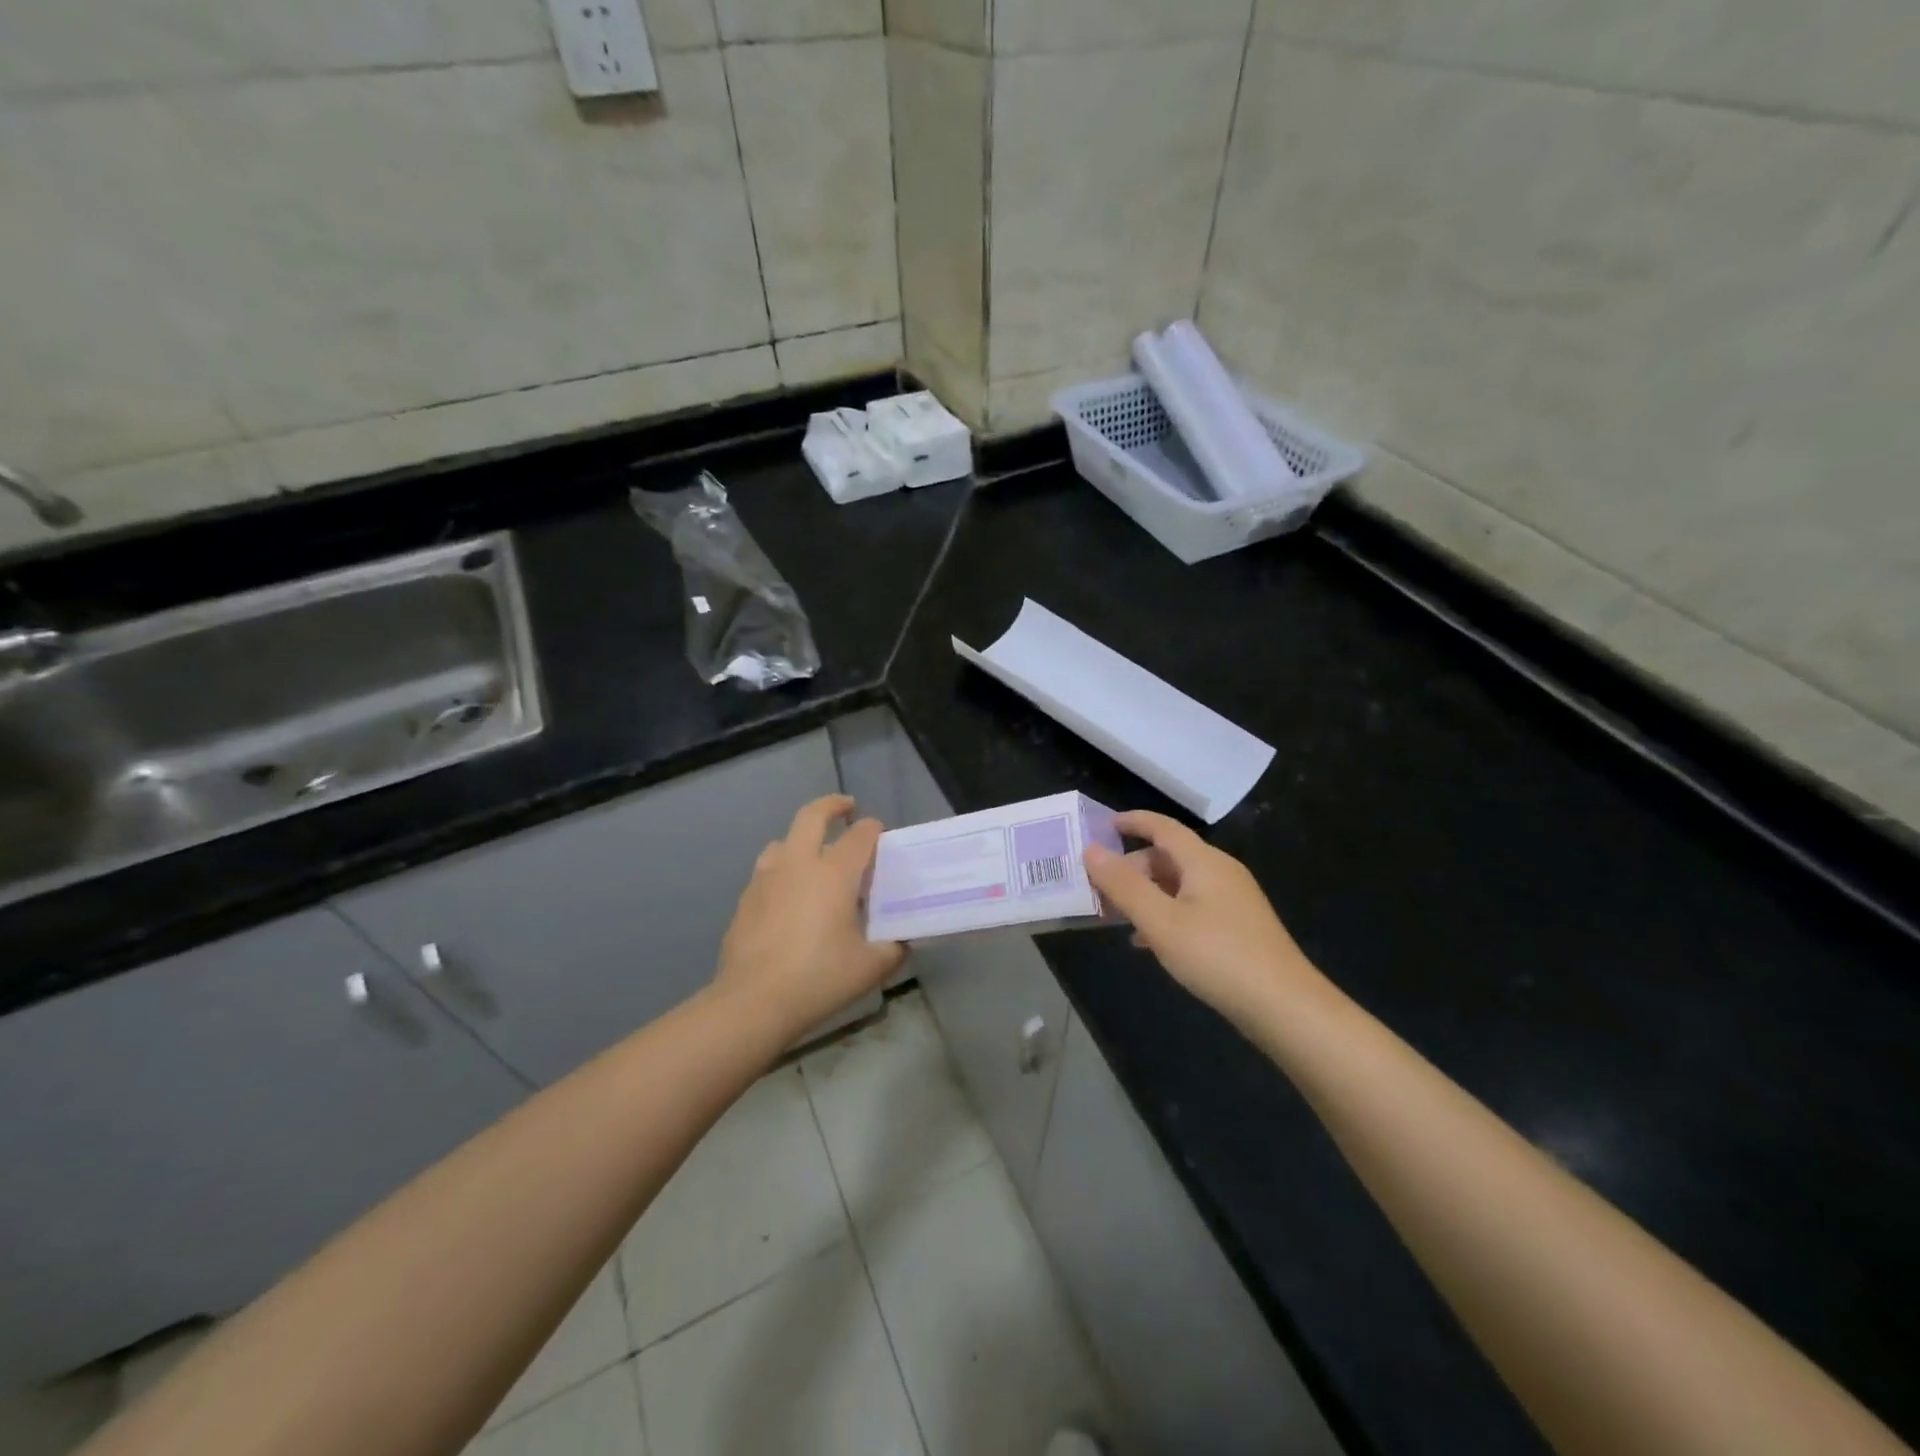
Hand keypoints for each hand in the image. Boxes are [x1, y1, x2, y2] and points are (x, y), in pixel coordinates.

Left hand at [713, 794, 905, 1043]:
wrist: (753, 1002)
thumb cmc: (818, 978)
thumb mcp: (870, 967)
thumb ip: (893, 948)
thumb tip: (901, 940)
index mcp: (833, 873)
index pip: (860, 835)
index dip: (873, 829)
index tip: (880, 835)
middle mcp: (798, 864)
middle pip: (812, 816)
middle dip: (832, 805)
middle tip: (846, 808)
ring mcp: (766, 879)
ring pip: (782, 841)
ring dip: (800, 839)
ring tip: (812, 857)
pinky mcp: (745, 900)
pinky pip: (766, 872)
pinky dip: (781, 872)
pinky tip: (787, 898)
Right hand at [1085, 810, 1322, 1029]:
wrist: (1285, 1007)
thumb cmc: (1218, 956)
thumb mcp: (1161, 922)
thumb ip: (1123, 885)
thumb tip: (1090, 850)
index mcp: (1204, 861)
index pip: (1162, 827)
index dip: (1132, 822)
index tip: (1101, 826)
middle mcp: (1220, 872)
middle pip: (1168, 857)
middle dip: (1131, 868)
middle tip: (1098, 888)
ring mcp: (1232, 900)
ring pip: (1178, 884)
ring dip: (1145, 894)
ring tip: (1115, 916)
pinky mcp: (1237, 927)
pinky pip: (1191, 907)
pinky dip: (1165, 914)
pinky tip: (1148, 942)